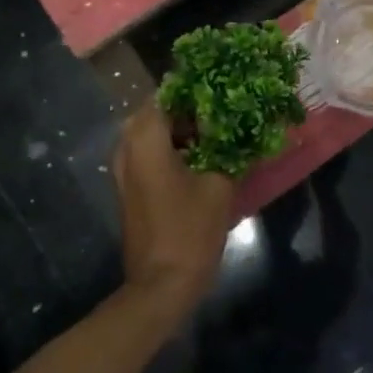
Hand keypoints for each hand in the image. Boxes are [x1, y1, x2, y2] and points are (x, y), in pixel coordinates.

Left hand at [113, 103, 235, 314]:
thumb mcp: (219, 185)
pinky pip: (148, 153)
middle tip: (223, 111)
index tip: (224, 88)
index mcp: (145, 137)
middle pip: (158, 111)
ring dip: (181, 130)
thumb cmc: (190, 230)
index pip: (168, 93)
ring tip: (217, 132)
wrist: (161, 284)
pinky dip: (172, 148)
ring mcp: (124, 167)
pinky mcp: (129, 186)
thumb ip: (231, 150)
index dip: (196, 88)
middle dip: (189, 109)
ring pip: (152, 132)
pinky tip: (202, 157)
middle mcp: (127, 145)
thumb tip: (248, 129)